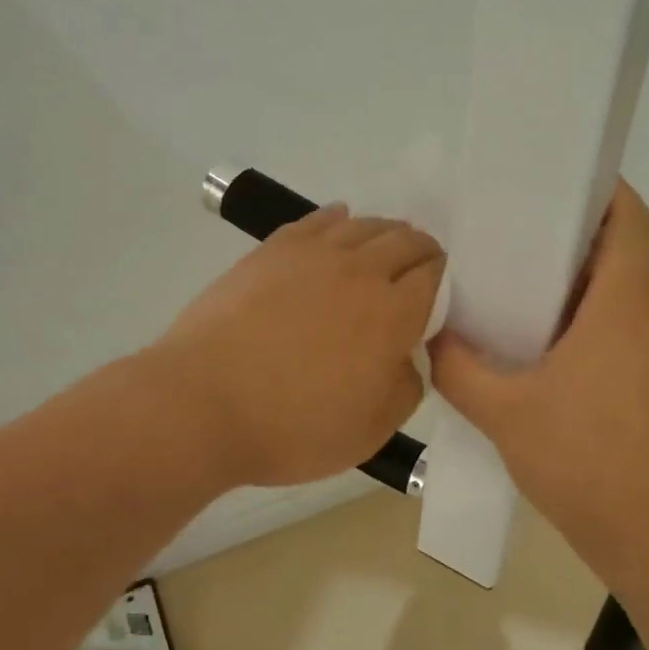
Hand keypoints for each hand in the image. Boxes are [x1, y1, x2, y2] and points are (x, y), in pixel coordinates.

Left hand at [156, 205, 444, 487]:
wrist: (203, 404)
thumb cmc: (293, 428)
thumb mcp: (371, 431)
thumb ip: (406, 387)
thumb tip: (408, 356)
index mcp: (392, 314)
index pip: (435, 277)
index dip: (445, 280)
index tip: (441, 293)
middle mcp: (360, 271)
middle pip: (405, 241)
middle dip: (422, 251)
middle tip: (420, 268)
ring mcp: (313, 255)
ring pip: (364, 225)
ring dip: (385, 232)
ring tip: (384, 246)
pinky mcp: (272, 250)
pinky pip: (316, 220)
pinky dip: (337, 218)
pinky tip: (340, 221)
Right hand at [430, 179, 648, 585]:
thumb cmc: (582, 462)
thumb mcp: (503, 414)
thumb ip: (459, 368)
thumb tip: (434, 336)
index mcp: (623, 308)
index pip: (630, 223)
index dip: (608, 192)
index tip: (569, 183)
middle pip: (624, 264)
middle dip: (578, 253)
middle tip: (523, 257)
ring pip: (632, 308)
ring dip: (591, 303)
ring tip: (537, 319)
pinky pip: (642, 345)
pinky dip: (609, 340)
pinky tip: (572, 377)